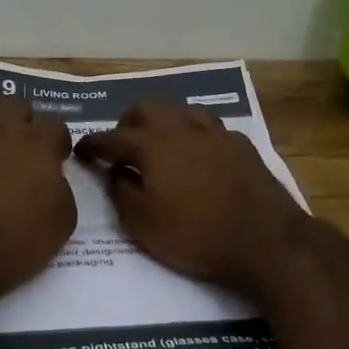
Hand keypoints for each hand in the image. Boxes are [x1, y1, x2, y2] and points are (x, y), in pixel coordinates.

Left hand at [0, 99, 76, 301]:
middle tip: (18, 147)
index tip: (57, 157)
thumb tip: (51, 182)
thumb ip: (59, 191)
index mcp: (37, 145)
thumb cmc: (18, 241)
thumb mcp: (61, 223)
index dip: (56, 140)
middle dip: (17, 120)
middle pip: (12, 106)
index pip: (55, 124)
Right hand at [75, 101, 313, 298]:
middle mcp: (182, 127)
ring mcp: (215, 132)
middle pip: (146, 107)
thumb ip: (121, 193)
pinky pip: (208, 128)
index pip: (112, 137)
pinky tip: (197, 157)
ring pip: (180, 110)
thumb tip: (115, 172)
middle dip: (127, 123)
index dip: (92, 143)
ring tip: (160, 147)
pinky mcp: (241, 145)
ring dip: (163, 123)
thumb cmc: (197, 235)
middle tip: (122, 149)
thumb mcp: (143, 225)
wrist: (267, 241)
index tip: (81, 150)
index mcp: (153, 144)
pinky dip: (193, 136)